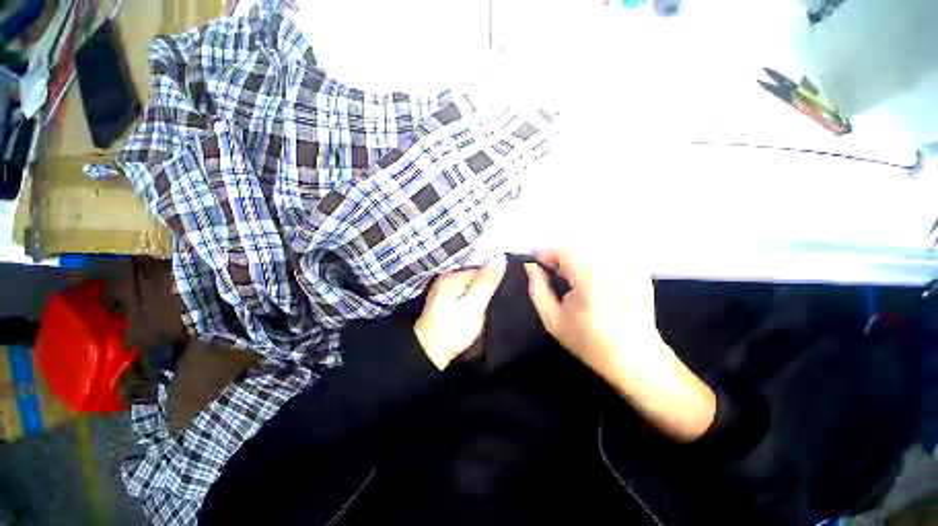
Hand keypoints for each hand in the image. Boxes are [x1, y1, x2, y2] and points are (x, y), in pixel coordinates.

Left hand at [415, 255, 506, 369]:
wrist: (431, 352)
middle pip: (476, 276)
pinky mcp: (445, 298)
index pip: (482, 270)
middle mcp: (447, 277)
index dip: (494, 282)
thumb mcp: (473, 306)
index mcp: (452, 276)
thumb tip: (500, 257)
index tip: (501, 296)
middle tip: (496, 303)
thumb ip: (487, 282)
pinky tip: (477, 309)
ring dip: (481, 294)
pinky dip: (473, 298)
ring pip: (472, 285)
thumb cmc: (453, 330)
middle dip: (488, 287)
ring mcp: (445, 288)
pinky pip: (466, 291)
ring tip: (488, 307)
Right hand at [525, 247, 715, 440]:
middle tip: (552, 270)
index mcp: (590, 278)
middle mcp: (612, 265)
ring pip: (592, 245)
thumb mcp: (552, 319)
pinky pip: (607, 253)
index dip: (545, 252)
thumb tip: (531, 266)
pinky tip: (591, 279)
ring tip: (570, 274)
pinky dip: (592, 259)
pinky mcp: (637, 270)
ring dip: (575, 255)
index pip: (563, 248)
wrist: (635, 359)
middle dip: (559, 253)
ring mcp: (628, 266)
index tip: (537, 264)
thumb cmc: (589, 342)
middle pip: (577, 243)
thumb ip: (537, 289)